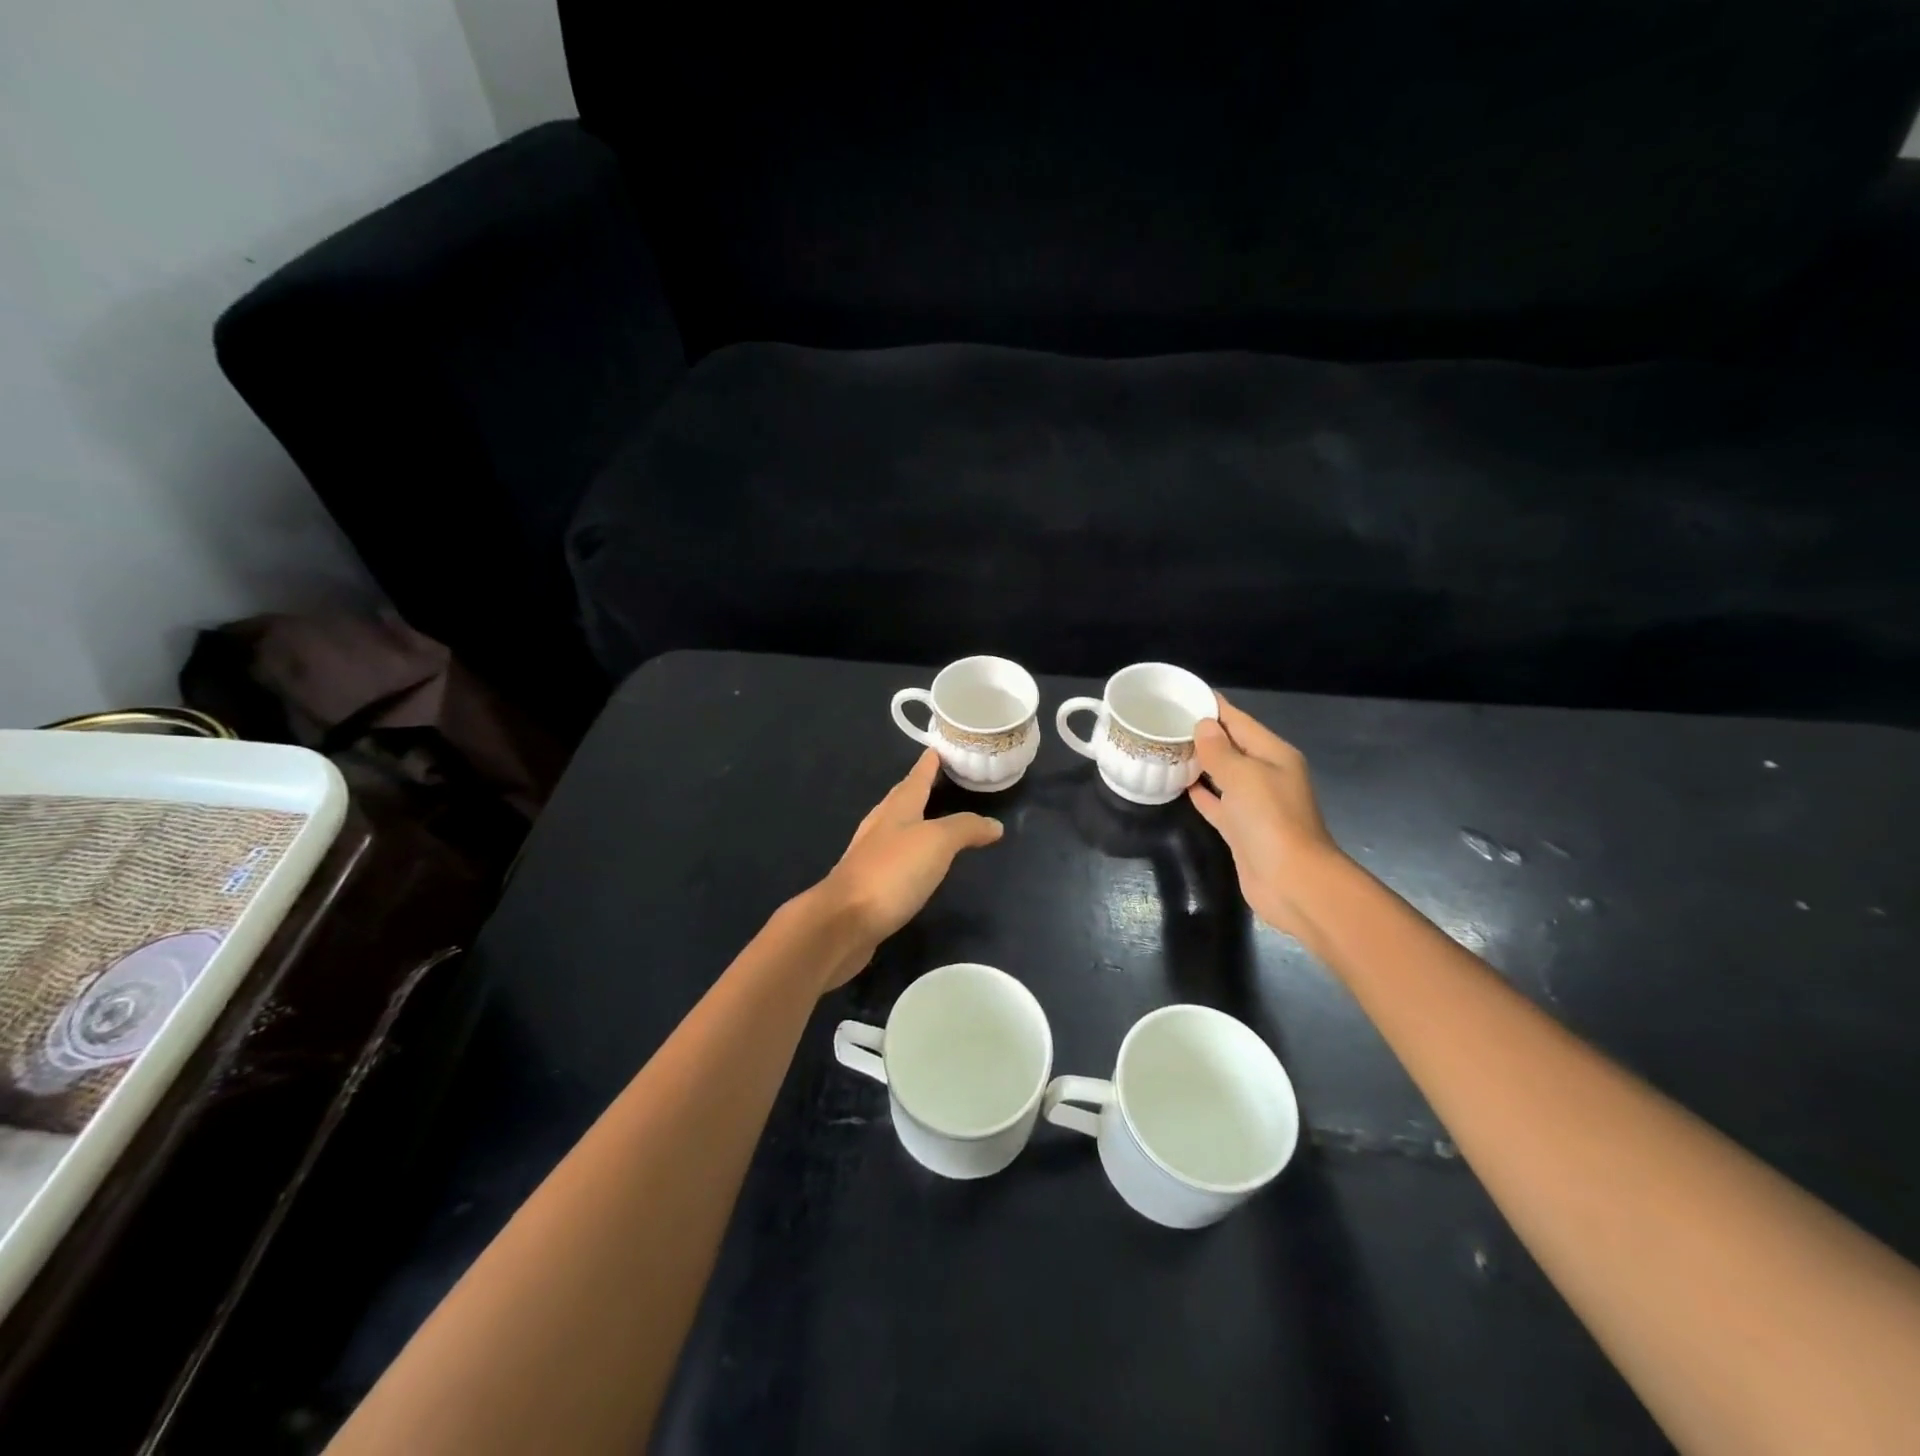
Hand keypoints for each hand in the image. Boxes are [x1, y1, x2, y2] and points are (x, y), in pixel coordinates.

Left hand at [815, 750, 1003, 986]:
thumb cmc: (891, 872)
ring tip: (933, 817)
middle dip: (919, 787)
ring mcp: (871, 855)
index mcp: (897, 808)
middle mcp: (881, 826)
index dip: (929, 762)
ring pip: (896, 827)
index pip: (916, 777)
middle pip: (902, 798)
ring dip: (914, 819)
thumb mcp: (936, 842)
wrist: (844, 922)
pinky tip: (917, 862)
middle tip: (939, 778)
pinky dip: (910, 851)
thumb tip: (994, 824)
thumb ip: (965, 828)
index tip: (938, 747)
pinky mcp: (869, 884)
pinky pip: (894, 857)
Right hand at [1188, 695, 1347, 941]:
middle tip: (1164, 722)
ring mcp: (1255, 804)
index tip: (1182, 693)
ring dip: (1200, 763)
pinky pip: (1218, 804)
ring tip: (1167, 749)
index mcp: (1274, 754)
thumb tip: (1203, 726)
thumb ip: (1220, 750)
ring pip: (1223, 775)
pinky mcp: (1242, 830)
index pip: (1239, 720)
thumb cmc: (1270, 820)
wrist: (1292, 881)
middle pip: (1231, 746)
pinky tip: (1181, 786)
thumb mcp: (1243, 776)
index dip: (1213, 706)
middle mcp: (1266, 775)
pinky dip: (1202, 794)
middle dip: (1202, 734)